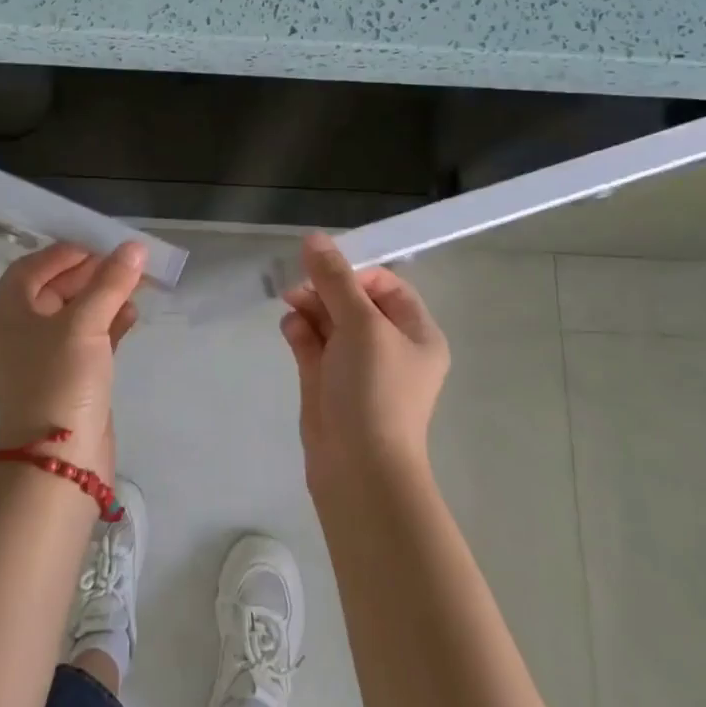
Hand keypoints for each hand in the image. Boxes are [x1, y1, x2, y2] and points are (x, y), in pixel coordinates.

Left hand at [0, 241, 145, 478]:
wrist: (59, 462)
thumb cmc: (60, 381)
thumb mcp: (84, 325)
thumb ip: (110, 282)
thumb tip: (134, 248)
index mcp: (5, 313)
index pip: (33, 267)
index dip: (67, 252)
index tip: (103, 244)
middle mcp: (17, 331)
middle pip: (54, 288)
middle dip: (91, 274)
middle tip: (126, 263)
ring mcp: (41, 356)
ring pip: (74, 313)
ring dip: (104, 297)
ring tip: (137, 285)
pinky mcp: (65, 376)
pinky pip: (86, 338)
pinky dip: (108, 324)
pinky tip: (133, 315)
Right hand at [279, 232, 449, 487]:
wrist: (358, 468)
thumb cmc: (374, 390)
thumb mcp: (360, 325)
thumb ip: (335, 279)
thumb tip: (314, 238)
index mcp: (415, 333)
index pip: (385, 285)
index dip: (354, 272)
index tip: (324, 270)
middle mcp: (389, 347)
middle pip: (353, 300)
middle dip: (324, 288)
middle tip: (298, 285)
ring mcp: (357, 367)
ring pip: (329, 321)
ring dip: (309, 307)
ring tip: (290, 305)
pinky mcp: (328, 383)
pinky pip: (313, 344)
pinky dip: (301, 332)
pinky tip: (290, 329)